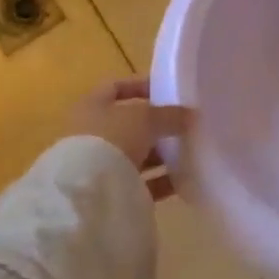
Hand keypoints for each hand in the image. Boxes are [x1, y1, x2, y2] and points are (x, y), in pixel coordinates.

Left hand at [68, 77, 189, 199]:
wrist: (87, 193)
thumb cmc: (113, 139)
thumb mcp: (146, 118)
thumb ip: (170, 114)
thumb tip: (191, 114)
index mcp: (92, 106)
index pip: (115, 87)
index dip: (141, 86)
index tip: (168, 91)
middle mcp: (91, 134)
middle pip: (129, 125)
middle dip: (157, 126)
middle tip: (184, 125)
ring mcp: (99, 165)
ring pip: (136, 155)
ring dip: (161, 154)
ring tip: (189, 153)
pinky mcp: (110, 193)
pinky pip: (141, 182)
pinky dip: (161, 180)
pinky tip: (183, 180)